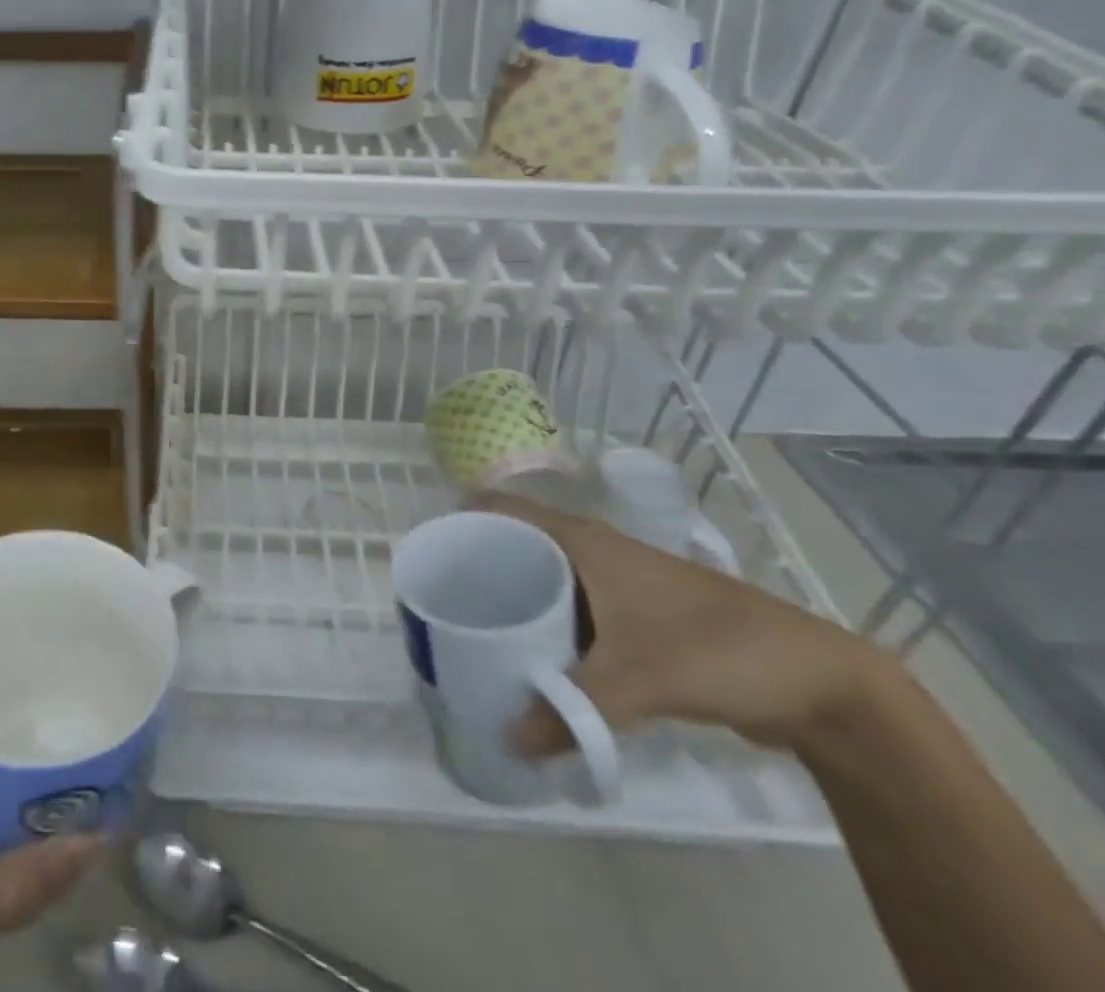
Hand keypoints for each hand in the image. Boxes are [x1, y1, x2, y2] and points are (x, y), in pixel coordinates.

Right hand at [482, 495, 881, 755]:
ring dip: (513, 600)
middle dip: (479, 566)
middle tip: (442, 601)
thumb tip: (507, 738)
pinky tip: (531, 658)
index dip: (462, 521)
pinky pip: (571, 611)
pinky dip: (545, 626)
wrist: (819, 683)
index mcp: (583, 540)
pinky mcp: (634, 618)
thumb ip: (572, 709)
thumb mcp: (640, 680)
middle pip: (517, 544)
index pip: (503, 510)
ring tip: (473, 631)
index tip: (429, 551)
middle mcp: (593, 551)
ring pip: (545, 579)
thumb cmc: (718, 649)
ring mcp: (616, 584)